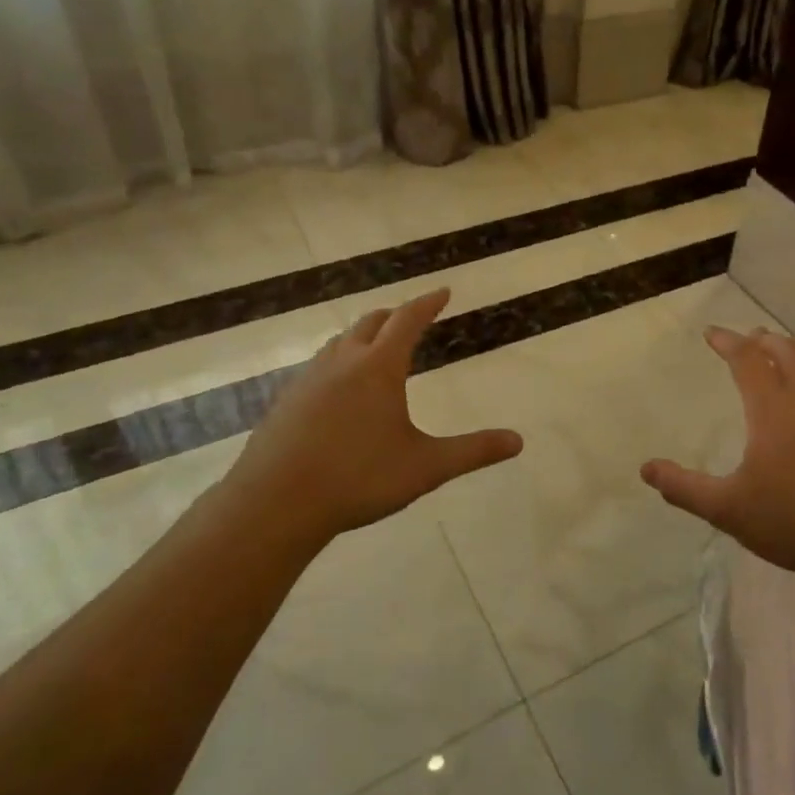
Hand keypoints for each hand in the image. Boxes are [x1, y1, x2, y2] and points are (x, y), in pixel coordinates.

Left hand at [212, 289, 522, 551]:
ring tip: (375, 346)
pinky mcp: (286, 400)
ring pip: (340, 342)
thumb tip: (518, 442)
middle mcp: (343, 362)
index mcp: (378, 367)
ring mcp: (309, 379)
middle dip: (395, 316)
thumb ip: (473, 451)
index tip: (443, 291)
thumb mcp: (426, 467)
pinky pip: (319, 366)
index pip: (408, 320)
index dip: (428, 303)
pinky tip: (338, 389)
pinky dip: (338, 361)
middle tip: (412, 318)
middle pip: (371, 322)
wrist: (275, 503)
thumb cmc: (358, 479)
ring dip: (363, 335)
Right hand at [641, 327, 794, 583]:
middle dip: (764, 339)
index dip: (728, 342)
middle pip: (788, 351)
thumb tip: (647, 469)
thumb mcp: (729, 509)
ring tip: (783, 364)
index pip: (747, 359)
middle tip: (750, 339)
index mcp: (773, 410)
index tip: (712, 333)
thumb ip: (685, 488)